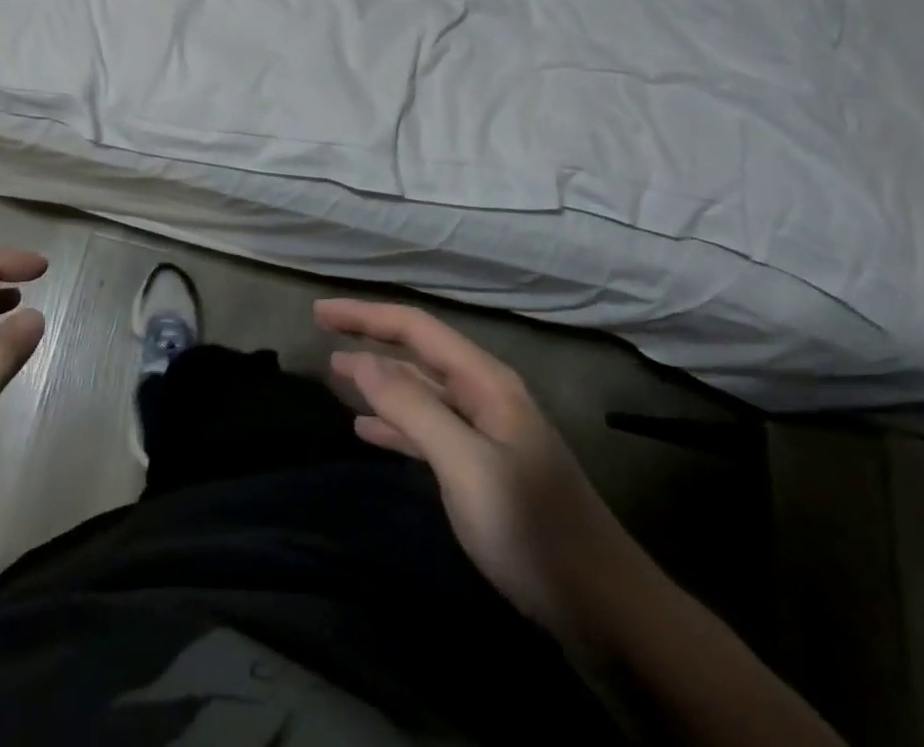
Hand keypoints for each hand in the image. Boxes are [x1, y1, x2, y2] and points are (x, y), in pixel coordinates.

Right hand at [316, 299, 619, 635]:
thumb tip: (361, 360)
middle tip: (322, 333)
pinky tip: (367, 429)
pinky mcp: (483, 470)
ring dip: (379, 380)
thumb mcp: (466, 465)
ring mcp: (486, 433)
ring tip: (336, 374)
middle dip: (370, 339)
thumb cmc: (531, 529)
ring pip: (421, 391)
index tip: (319, 313)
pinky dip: (396, 424)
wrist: (604, 610)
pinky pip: (429, 430)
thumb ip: (413, 408)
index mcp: (485, 381)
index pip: (416, 328)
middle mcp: (484, 396)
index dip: (366, 316)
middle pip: (418, 353)